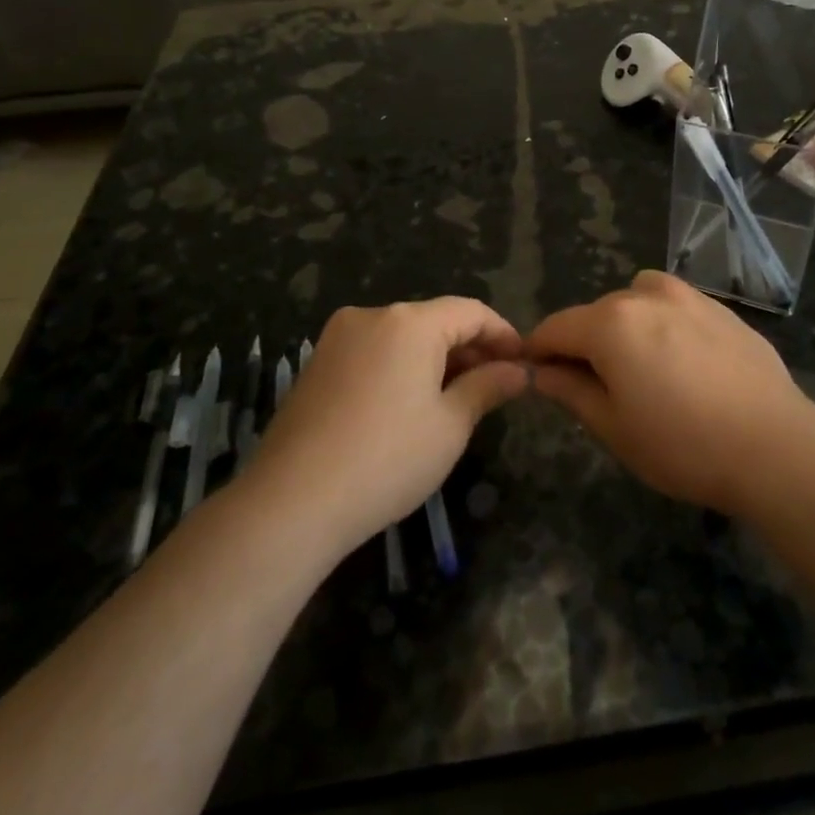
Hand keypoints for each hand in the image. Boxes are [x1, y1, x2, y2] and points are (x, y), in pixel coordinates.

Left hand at [246, 298, 527, 552]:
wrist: (291, 503)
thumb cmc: (387, 459)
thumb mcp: (450, 425)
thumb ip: (488, 387)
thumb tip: (518, 370)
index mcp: (410, 322)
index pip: (471, 311)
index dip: (503, 334)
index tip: (524, 362)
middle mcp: (372, 316)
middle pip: (435, 320)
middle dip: (470, 348)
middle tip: (496, 385)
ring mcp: (338, 338)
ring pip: (403, 336)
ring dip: (436, 358)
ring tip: (457, 397)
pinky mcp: (316, 364)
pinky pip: (373, 352)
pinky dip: (401, 367)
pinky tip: (411, 404)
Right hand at [527, 271, 814, 515]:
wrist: (775, 445)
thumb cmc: (683, 444)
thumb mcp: (614, 427)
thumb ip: (571, 390)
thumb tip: (542, 370)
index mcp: (611, 323)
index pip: (556, 327)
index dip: (538, 350)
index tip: (534, 372)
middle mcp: (646, 295)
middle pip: (596, 314)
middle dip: (584, 343)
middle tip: (594, 387)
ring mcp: (688, 296)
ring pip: (637, 302)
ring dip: (626, 327)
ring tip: (644, 370)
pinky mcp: (721, 308)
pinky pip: (675, 307)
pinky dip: (664, 326)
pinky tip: (685, 366)